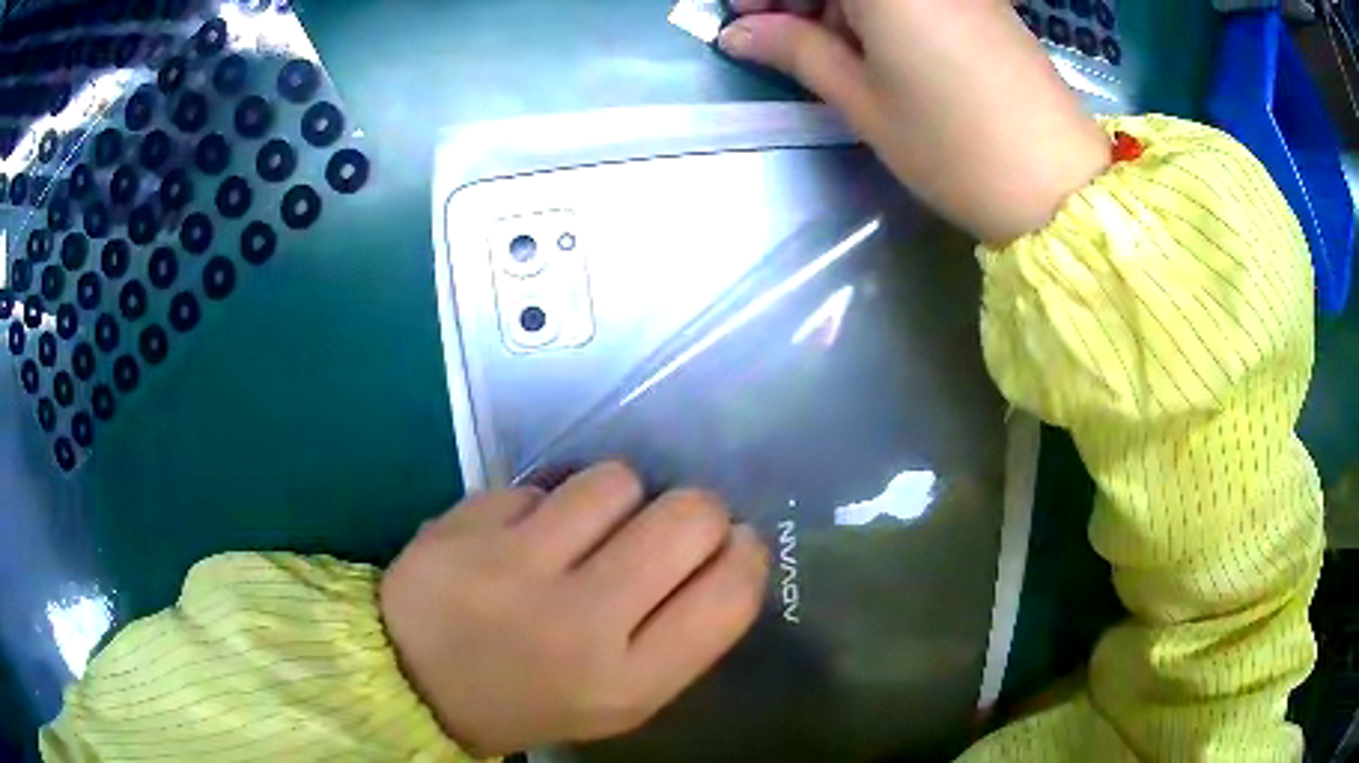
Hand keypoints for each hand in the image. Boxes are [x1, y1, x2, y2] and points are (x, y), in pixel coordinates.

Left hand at [380, 462, 769, 756]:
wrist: (410, 679)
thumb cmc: (530, 698)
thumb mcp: (619, 699)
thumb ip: (680, 635)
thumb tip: (729, 547)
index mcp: (625, 683)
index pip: (728, 596)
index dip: (744, 554)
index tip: (731, 544)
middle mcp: (577, 624)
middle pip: (687, 518)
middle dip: (695, 511)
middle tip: (666, 527)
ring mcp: (513, 566)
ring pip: (616, 480)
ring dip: (617, 498)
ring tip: (586, 529)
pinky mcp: (466, 523)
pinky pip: (541, 484)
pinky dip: (544, 506)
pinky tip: (520, 538)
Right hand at [719, 0, 1110, 244]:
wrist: (1059, 185)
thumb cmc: (953, 146)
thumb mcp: (864, 100)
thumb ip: (796, 51)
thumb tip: (739, 34)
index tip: (745, 23)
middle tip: (781, 39)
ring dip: (839, 5)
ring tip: (828, 52)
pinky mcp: (983, 4)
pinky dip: (881, 10)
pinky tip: (876, 46)